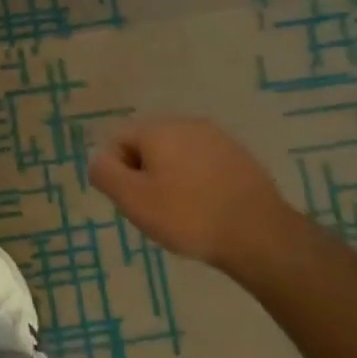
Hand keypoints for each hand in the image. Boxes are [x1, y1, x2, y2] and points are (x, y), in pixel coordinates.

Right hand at [88, 116, 300, 277]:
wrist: (259, 234)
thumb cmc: (188, 216)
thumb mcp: (133, 199)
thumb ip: (105, 173)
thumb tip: (97, 158)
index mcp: (159, 129)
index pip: (118, 140)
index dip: (117, 173)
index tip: (132, 202)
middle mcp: (188, 124)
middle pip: (147, 146)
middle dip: (144, 175)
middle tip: (153, 210)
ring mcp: (218, 138)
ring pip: (176, 156)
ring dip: (170, 180)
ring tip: (180, 214)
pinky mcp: (240, 157)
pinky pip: (202, 165)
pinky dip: (195, 184)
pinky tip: (205, 210)